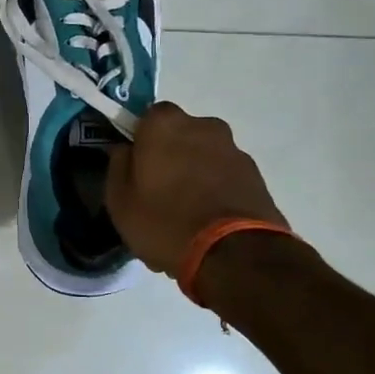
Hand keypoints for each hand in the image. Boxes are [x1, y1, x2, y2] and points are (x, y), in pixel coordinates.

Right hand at [106, 102, 287, 276]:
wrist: (235, 255)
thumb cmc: (166, 222)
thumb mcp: (120, 201)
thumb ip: (118, 166)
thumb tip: (125, 150)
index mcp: (165, 124)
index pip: (146, 117)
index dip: (140, 140)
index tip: (136, 166)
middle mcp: (203, 125)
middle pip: (179, 134)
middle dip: (171, 154)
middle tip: (160, 190)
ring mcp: (234, 149)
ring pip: (204, 155)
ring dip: (195, 172)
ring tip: (187, 212)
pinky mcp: (256, 175)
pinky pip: (225, 175)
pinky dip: (216, 189)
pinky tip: (208, 220)